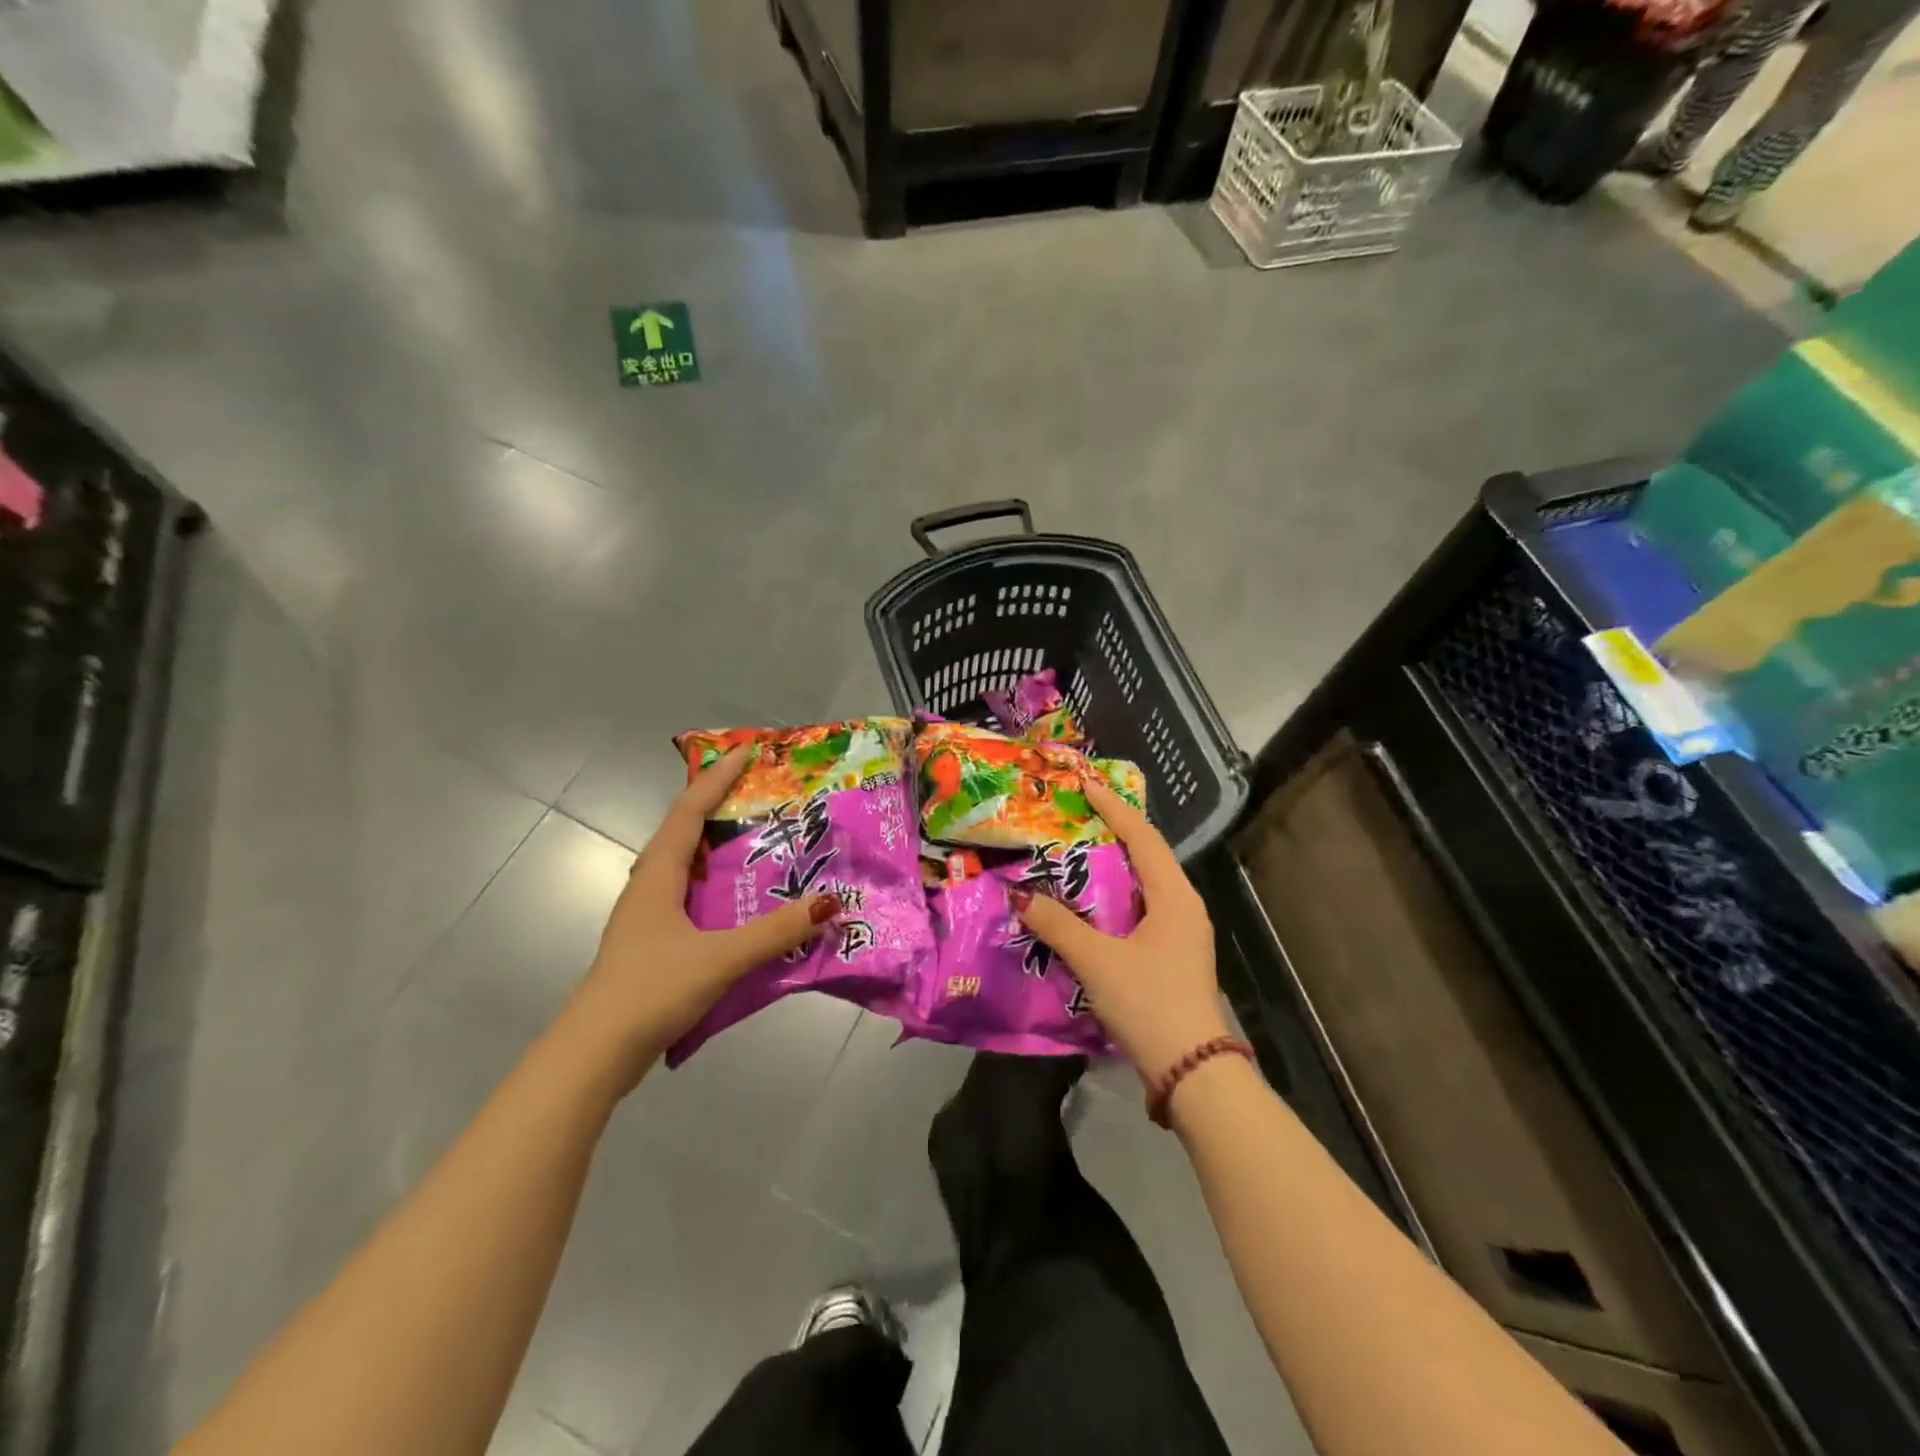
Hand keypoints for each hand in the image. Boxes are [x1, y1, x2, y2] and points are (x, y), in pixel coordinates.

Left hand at [567, 748, 837, 1090]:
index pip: (689, 811)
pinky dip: (715, 883)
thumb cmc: (652, 989)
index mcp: (658, 875)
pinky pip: (690, 894)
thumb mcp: (720, 958)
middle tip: (761, 793)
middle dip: (719, 805)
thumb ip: (775, 932)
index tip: (746, 751)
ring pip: (685, 864)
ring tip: (757, 838)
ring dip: (716, 845)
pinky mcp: (653, 941)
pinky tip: (739, 899)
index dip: (717, 778)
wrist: (597, 1052)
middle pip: (684, 831)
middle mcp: (649, 885)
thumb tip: (830, 902)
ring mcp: (648, 915)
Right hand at [1012, 777, 1229, 1081]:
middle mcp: (1183, 906)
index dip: (1113, 808)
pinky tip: (1087, 905)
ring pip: (1142, 885)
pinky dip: (1113, 898)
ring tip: (1074, 853)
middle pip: (1146, 856)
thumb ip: (1057, 925)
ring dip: (1111, 868)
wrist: (1193, 1073)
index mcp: (1174, 896)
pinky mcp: (1173, 955)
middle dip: (1111, 833)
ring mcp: (1182, 932)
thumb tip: (1020, 895)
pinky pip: (1140, 909)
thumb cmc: (1149, 1003)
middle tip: (1073, 816)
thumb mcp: (1097, 961)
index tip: (1085, 785)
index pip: (1142, 837)